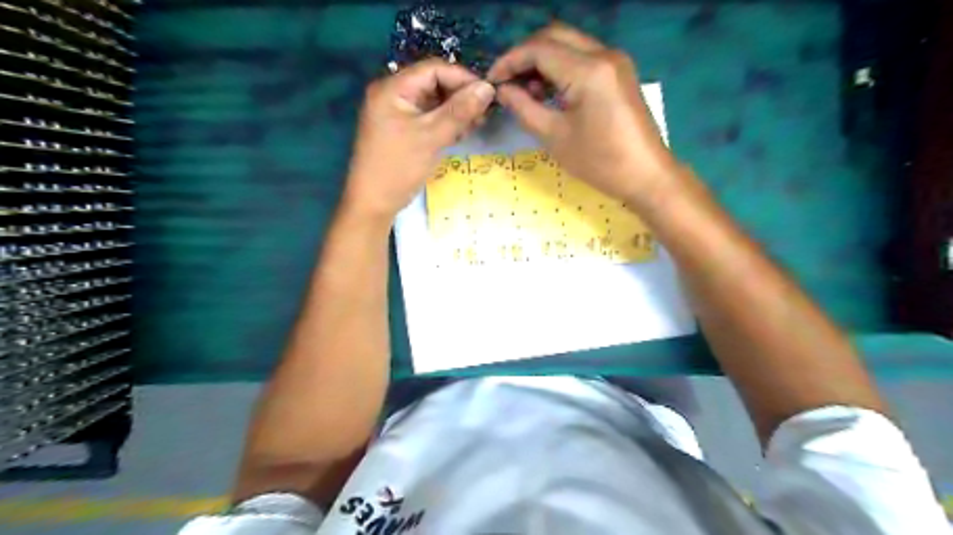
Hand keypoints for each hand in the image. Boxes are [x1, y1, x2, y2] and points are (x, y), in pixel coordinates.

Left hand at [346, 59, 494, 220]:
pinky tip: (461, 132)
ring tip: (476, 125)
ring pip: (433, 101)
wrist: (373, 203)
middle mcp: (393, 94)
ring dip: (456, 110)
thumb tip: (488, 88)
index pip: (434, 69)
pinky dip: (445, 122)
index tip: (488, 95)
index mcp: (393, 88)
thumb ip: (460, 111)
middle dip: (460, 96)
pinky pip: (427, 116)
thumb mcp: (431, 137)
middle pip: (434, 83)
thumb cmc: (399, 167)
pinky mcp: (401, 129)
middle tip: (484, 114)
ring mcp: (396, 112)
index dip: (463, 78)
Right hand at [490, 26, 684, 208]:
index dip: (510, 61)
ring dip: (543, 60)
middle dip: (525, 56)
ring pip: (569, 44)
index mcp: (588, 70)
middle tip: (507, 83)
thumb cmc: (599, 162)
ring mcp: (615, 61)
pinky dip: (561, 67)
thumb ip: (524, 108)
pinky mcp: (619, 72)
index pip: (539, 49)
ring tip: (527, 92)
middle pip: (554, 36)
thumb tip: (502, 90)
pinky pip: (583, 57)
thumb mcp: (555, 137)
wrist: (646, 175)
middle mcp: (604, 54)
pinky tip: (549, 92)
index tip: (492, 80)